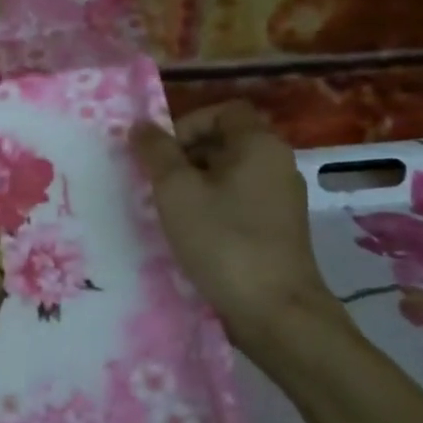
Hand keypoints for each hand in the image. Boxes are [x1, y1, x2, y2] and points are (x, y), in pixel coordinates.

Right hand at [131, 102, 338, 349]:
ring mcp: (281, 199)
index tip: (161, 154)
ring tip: (167, 210)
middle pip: (226, 141)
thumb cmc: (222, 240)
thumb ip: (156, 152)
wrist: (275, 311)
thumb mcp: (176, 191)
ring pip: (229, 174)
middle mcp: (277, 165)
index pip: (223, 111)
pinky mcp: (278, 229)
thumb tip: (142, 126)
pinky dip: (212, 207)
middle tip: (156, 183)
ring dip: (195, 184)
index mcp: (259, 145)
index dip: (187, 124)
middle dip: (186, 156)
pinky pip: (238, 201)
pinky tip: (191, 233)